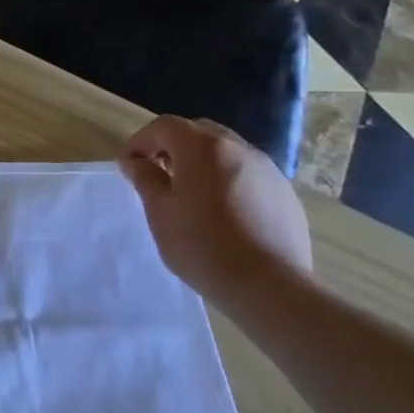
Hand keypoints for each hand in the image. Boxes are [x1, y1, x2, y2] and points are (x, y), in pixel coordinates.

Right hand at [119, 115, 312, 301]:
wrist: (268, 286)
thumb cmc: (202, 245)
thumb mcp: (160, 211)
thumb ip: (145, 178)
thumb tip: (133, 161)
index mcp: (203, 148)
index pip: (164, 126)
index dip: (140, 141)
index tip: (128, 165)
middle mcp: (239, 149)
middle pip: (198, 132)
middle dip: (173, 146)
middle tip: (157, 173)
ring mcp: (268, 170)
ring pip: (226, 152)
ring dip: (202, 163)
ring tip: (190, 195)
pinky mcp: (285, 194)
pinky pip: (248, 175)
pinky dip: (227, 181)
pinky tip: (222, 214)